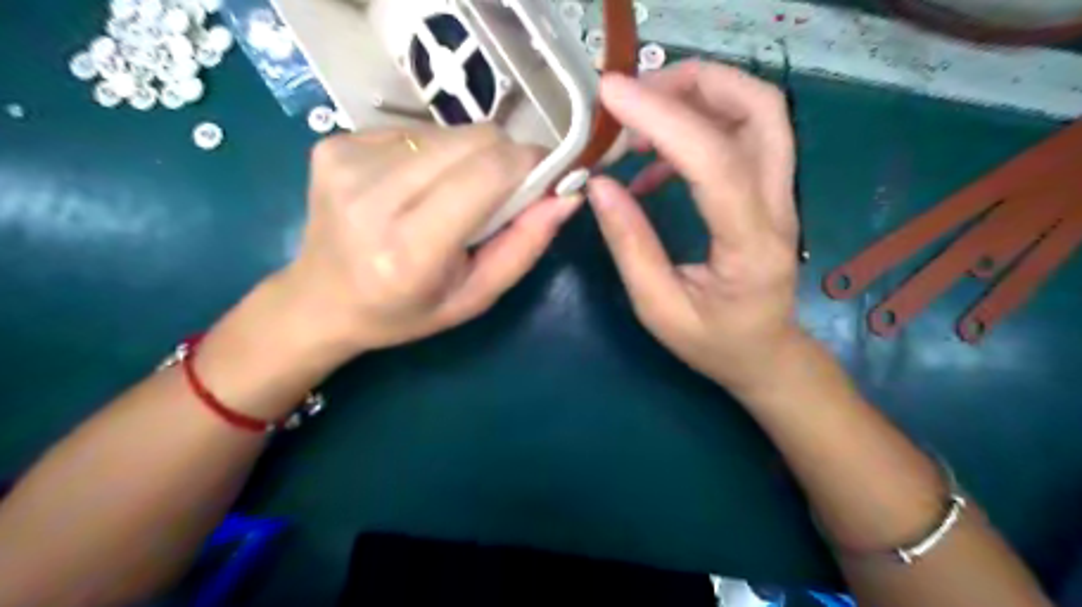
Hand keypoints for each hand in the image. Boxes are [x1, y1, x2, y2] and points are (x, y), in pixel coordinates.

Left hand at [278, 125, 583, 358]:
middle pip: (474, 139)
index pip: (489, 172)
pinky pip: (415, 130)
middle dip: (504, 159)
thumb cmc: (406, 311)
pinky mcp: (333, 141)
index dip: (529, 164)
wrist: (321, 299)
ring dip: (467, 158)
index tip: (545, 177)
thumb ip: (525, 246)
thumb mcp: (475, 297)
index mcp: (410, 248)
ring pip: (448, 131)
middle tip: (500, 193)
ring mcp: (347, 161)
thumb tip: (568, 195)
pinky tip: (415, 186)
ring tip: (451, 195)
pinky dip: (432, 154)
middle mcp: (372, 196)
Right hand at [589, 61, 805, 397]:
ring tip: (638, 121)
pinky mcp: (769, 190)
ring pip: (757, 111)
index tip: (611, 93)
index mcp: (750, 246)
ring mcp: (781, 194)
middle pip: (759, 109)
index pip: (715, 162)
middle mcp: (778, 207)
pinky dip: (695, 127)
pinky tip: (653, 161)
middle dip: (693, 83)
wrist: (765, 352)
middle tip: (634, 96)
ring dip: (697, 96)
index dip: (663, 118)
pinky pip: (741, 134)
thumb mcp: (659, 309)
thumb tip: (599, 185)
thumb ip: (630, 246)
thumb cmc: (713, 342)